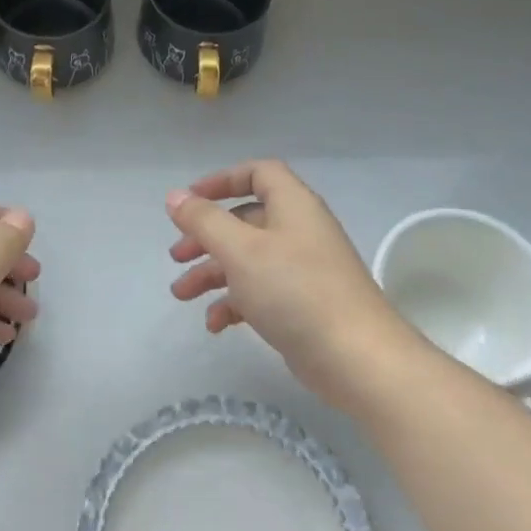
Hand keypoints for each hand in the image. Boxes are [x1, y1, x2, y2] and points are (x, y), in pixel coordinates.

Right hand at [166, 160, 414, 412]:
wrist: (355, 357)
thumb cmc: (295, 291)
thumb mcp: (240, 250)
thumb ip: (204, 221)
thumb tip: (175, 196)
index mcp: (293, 205)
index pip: (258, 173)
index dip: (222, 180)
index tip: (189, 201)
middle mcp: (300, 231)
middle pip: (246, 220)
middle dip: (207, 236)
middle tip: (177, 256)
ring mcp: (303, 270)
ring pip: (248, 259)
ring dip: (212, 273)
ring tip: (182, 295)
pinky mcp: (302, 305)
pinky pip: (260, 292)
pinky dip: (234, 303)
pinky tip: (215, 324)